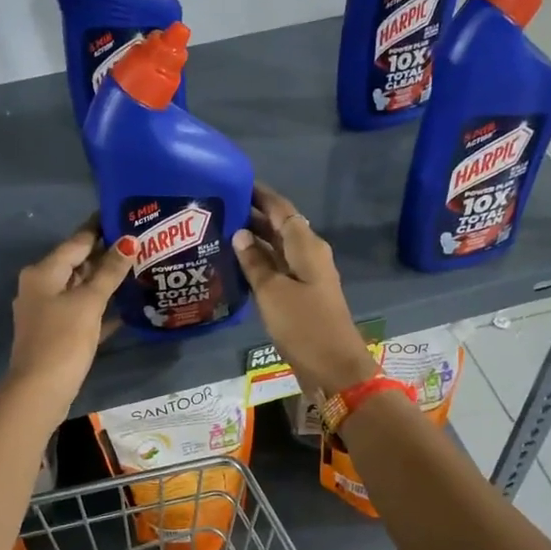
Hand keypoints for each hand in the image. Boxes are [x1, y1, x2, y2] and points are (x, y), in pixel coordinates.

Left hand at [6, 221, 135, 411]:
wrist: (40, 390)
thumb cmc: (63, 339)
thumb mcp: (89, 302)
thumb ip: (109, 272)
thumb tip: (128, 241)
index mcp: (43, 272)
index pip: (76, 242)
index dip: (99, 228)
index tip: (123, 215)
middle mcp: (40, 287)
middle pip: (77, 264)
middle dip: (106, 255)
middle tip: (140, 243)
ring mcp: (47, 312)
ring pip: (80, 289)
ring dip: (105, 282)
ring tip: (138, 270)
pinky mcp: (56, 334)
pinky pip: (82, 312)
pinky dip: (100, 308)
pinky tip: (125, 308)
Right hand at [232, 187, 381, 396]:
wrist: (333, 368)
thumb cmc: (304, 325)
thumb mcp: (272, 292)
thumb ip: (254, 262)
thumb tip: (240, 233)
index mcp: (306, 245)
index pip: (281, 208)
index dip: (259, 194)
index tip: (233, 182)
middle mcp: (308, 254)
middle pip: (279, 226)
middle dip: (251, 215)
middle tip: (217, 209)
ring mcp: (306, 276)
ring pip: (276, 248)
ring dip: (253, 240)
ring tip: (219, 233)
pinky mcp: (301, 296)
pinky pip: (277, 269)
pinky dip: (258, 263)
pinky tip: (235, 265)